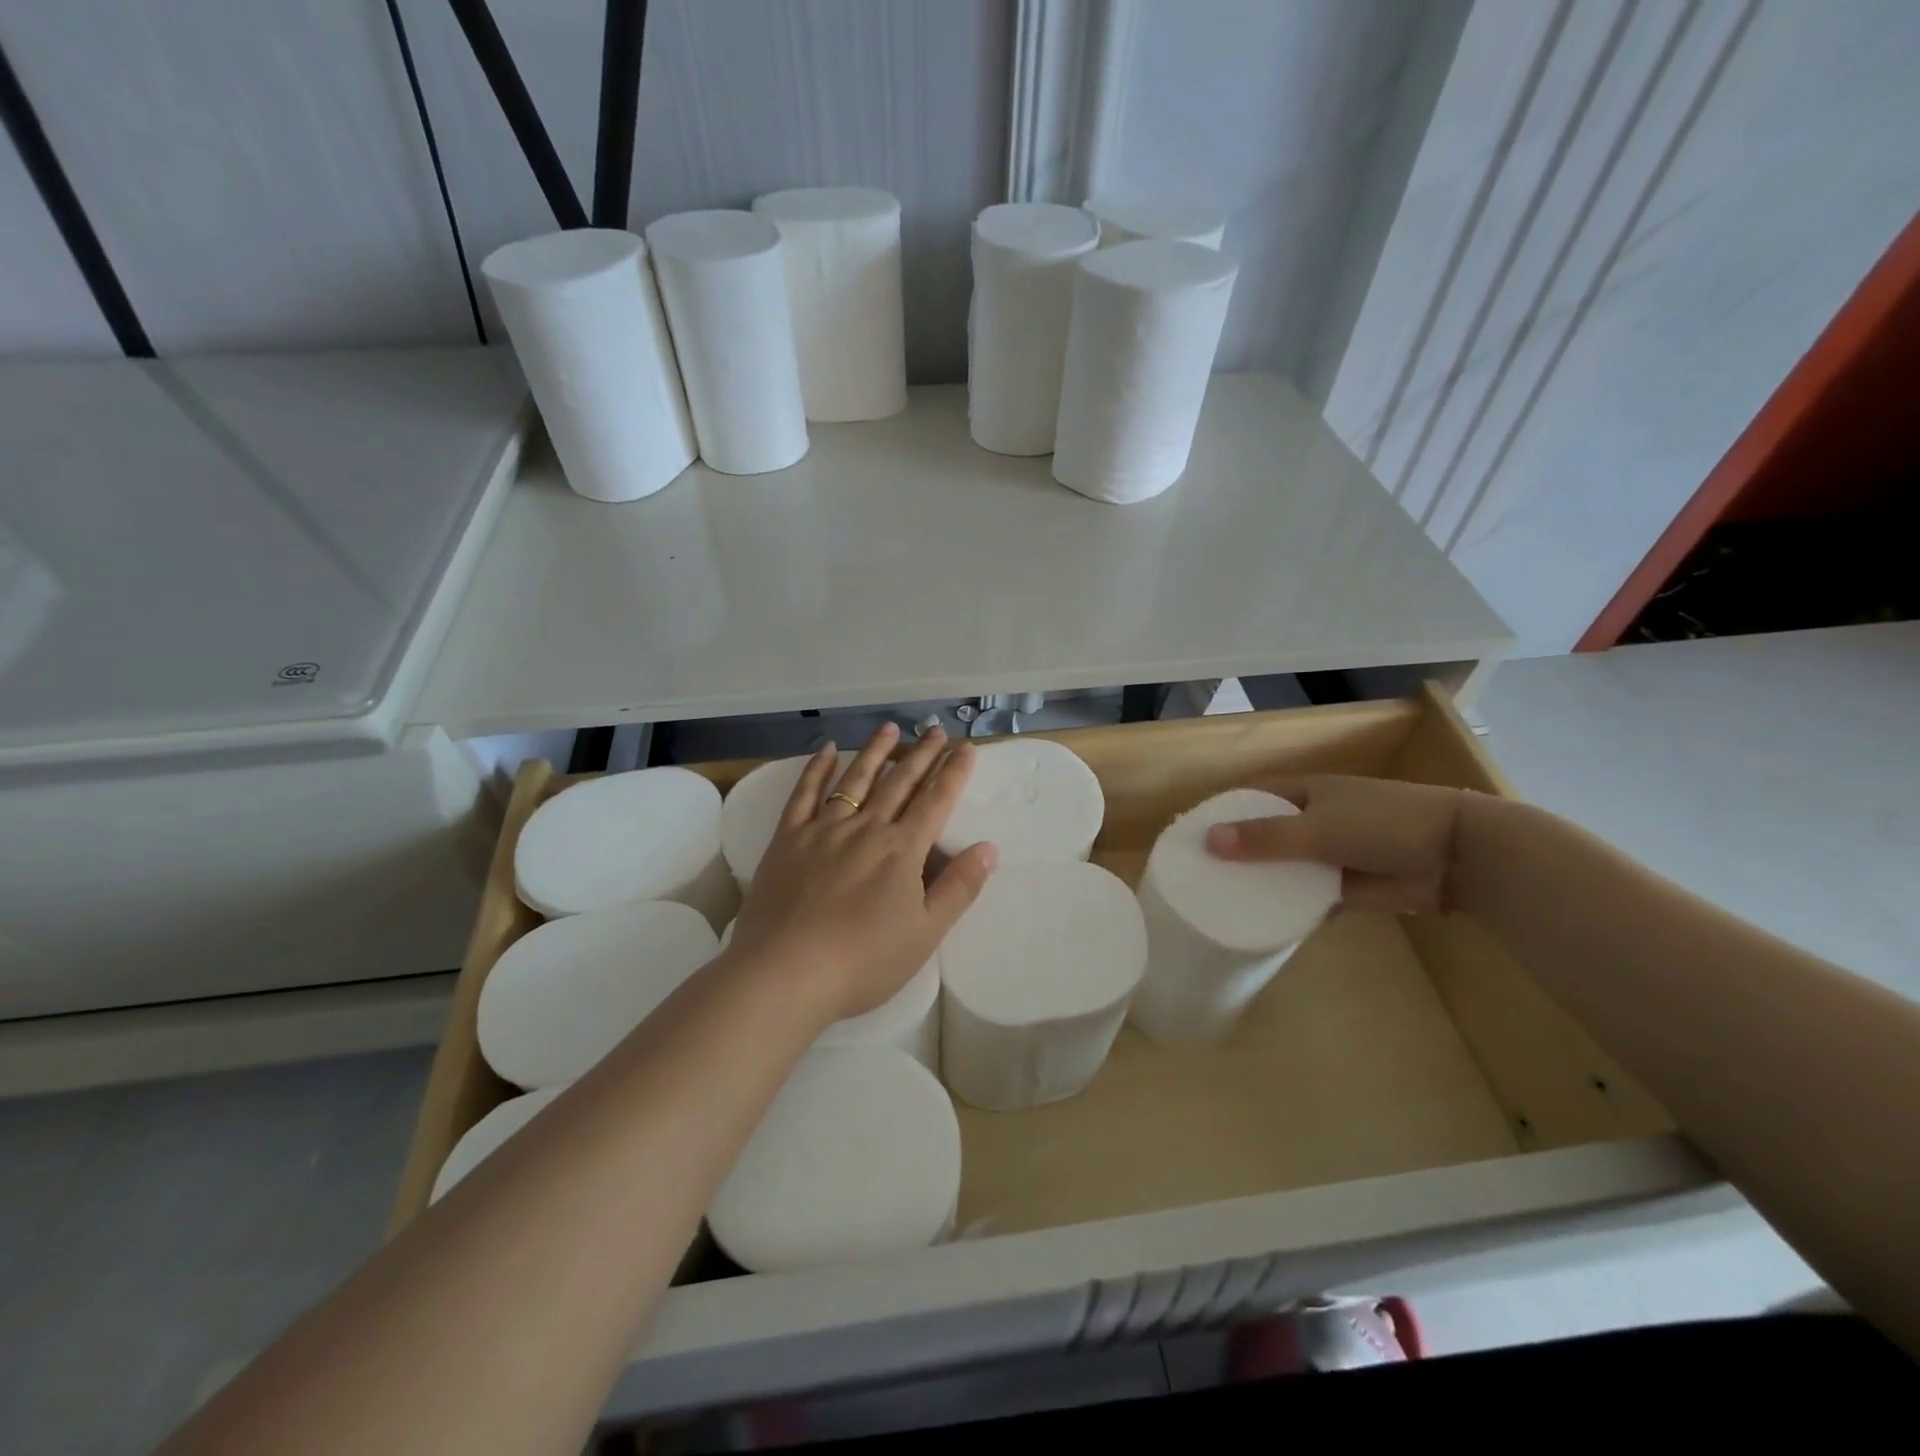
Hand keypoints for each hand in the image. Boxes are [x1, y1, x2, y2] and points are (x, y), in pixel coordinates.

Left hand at [726, 723, 998, 1022]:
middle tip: (936, 729)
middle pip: (900, 782)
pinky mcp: (788, 838)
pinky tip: (827, 750)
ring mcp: (824, 829)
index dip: (953, 772)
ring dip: (876, 751)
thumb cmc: (863, 960)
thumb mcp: (925, 933)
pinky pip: (805, 794)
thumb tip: (989, 848)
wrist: (786, 972)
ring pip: (856, 779)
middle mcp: (866, 828)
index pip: (935, 801)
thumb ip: (959, 887)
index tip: (966, 747)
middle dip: (922, 754)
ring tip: (890, 727)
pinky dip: (817, 769)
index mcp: (902, 850)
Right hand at [1203, 774, 1467, 913]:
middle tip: (1197, 873)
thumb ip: (1265, 838)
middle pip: (1263, 834)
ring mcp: (1328, 854)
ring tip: (1218, 899)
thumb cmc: (1383, 824)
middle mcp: (1311, 820)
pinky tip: (1258, 921)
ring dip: (1259, 881)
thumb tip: (1208, 842)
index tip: (1189, 832)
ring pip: (1283, 868)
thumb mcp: (1318, 827)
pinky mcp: (1344, 887)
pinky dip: (1287, 907)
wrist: (1456, 857)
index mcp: (1304, 792)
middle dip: (1234, 851)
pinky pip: (1305, 897)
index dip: (1221, 810)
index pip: (1251, 796)